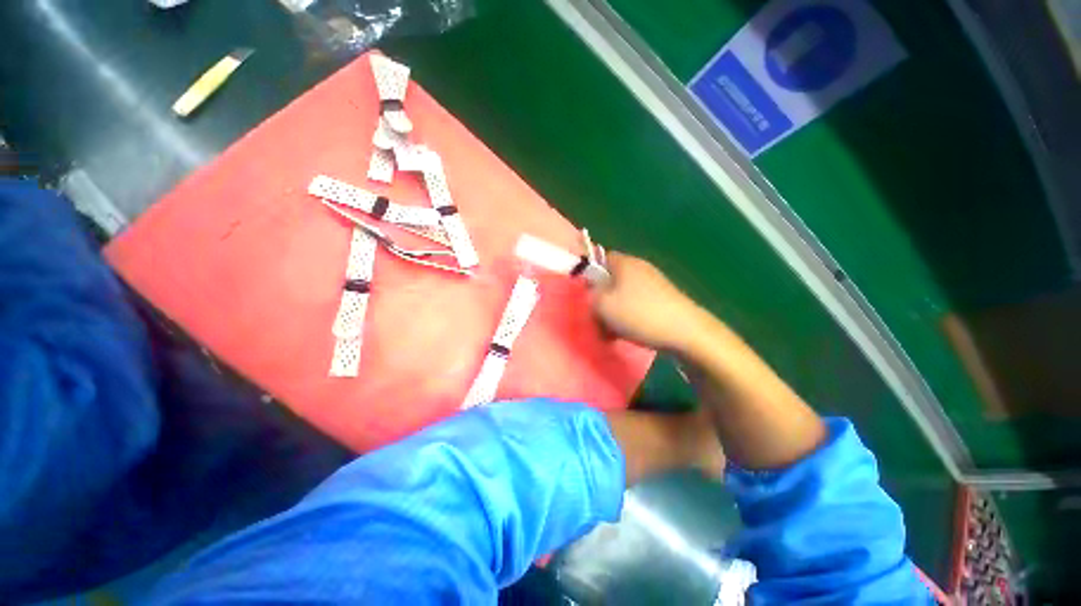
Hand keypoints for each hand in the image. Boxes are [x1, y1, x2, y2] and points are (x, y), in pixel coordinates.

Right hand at [591, 252, 708, 352]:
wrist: (686, 332)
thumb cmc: (639, 314)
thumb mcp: (602, 305)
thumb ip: (590, 295)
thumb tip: (591, 293)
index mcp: (624, 263)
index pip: (598, 259)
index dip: (587, 275)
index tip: (585, 295)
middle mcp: (639, 267)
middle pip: (610, 279)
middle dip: (601, 299)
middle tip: (596, 317)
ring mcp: (654, 283)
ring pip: (623, 295)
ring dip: (614, 311)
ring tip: (611, 331)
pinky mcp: (663, 299)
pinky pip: (637, 304)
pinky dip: (629, 316)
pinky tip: (628, 332)